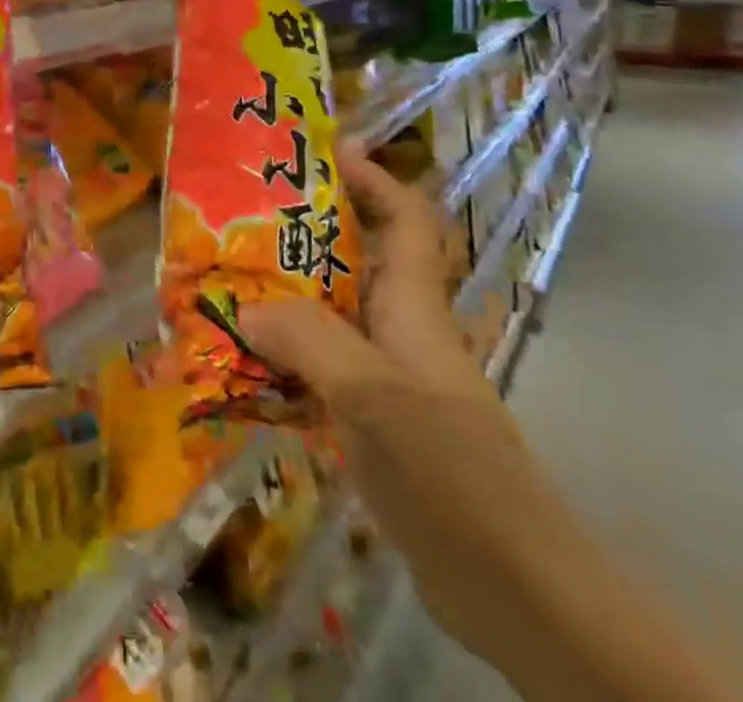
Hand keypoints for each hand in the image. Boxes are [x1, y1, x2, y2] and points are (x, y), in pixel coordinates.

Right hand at [243, 144, 532, 651]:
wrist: (516, 593)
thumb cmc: (451, 473)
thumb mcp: (374, 396)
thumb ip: (307, 341)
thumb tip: (243, 309)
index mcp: (414, 306)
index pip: (404, 217)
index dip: (371, 175)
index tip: (322, 150)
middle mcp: (403, 331)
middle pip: (357, 258)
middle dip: (304, 230)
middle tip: (241, 216)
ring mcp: (392, 379)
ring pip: (333, 314)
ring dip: (284, 297)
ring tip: (226, 284)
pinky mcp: (378, 423)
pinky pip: (323, 368)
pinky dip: (285, 357)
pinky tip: (244, 367)